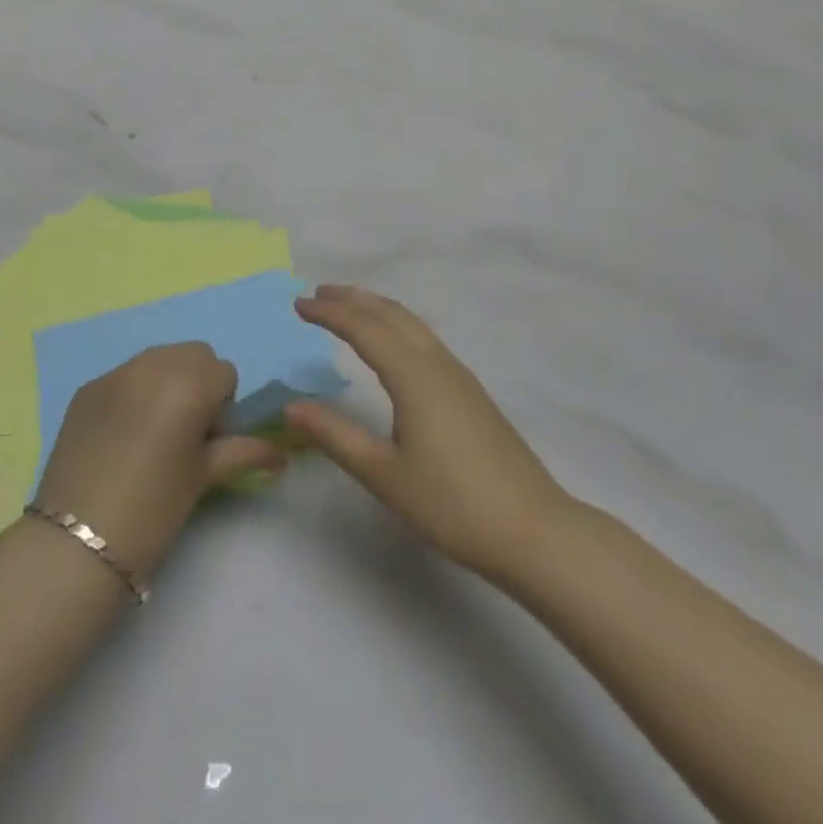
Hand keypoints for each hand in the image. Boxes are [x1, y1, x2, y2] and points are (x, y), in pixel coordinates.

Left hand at [34, 343, 286, 579]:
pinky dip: (134, 393)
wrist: (77, 538)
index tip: (208, 440)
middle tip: (186, 432)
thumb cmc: (155, 507)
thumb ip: (245, 451)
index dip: (223, 405)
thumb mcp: (205, 476)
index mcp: (190, 382)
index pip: (224, 371)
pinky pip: (125, 375)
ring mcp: (115, 373)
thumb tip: (281, 455)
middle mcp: (153, 364)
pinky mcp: (87, 387)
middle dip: (198, 383)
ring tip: (154, 431)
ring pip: (158, 358)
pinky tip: (122, 436)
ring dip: (167, 382)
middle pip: (193, 354)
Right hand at [284, 285, 570, 583]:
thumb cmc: (452, 505)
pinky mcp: (472, 393)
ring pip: (413, 325)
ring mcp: (460, 376)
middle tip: (319, 294)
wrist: (532, 529)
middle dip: (354, 299)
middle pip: (392, 315)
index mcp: (414, 377)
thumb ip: (335, 436)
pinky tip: (394, 346)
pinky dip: (399, 327)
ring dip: (378, 309)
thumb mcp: (384, 475)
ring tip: (350, 308)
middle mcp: (437, 364)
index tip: (298, 304)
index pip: (364, 329)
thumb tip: (290, 406)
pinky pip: (426, 341)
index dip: (330, 314)